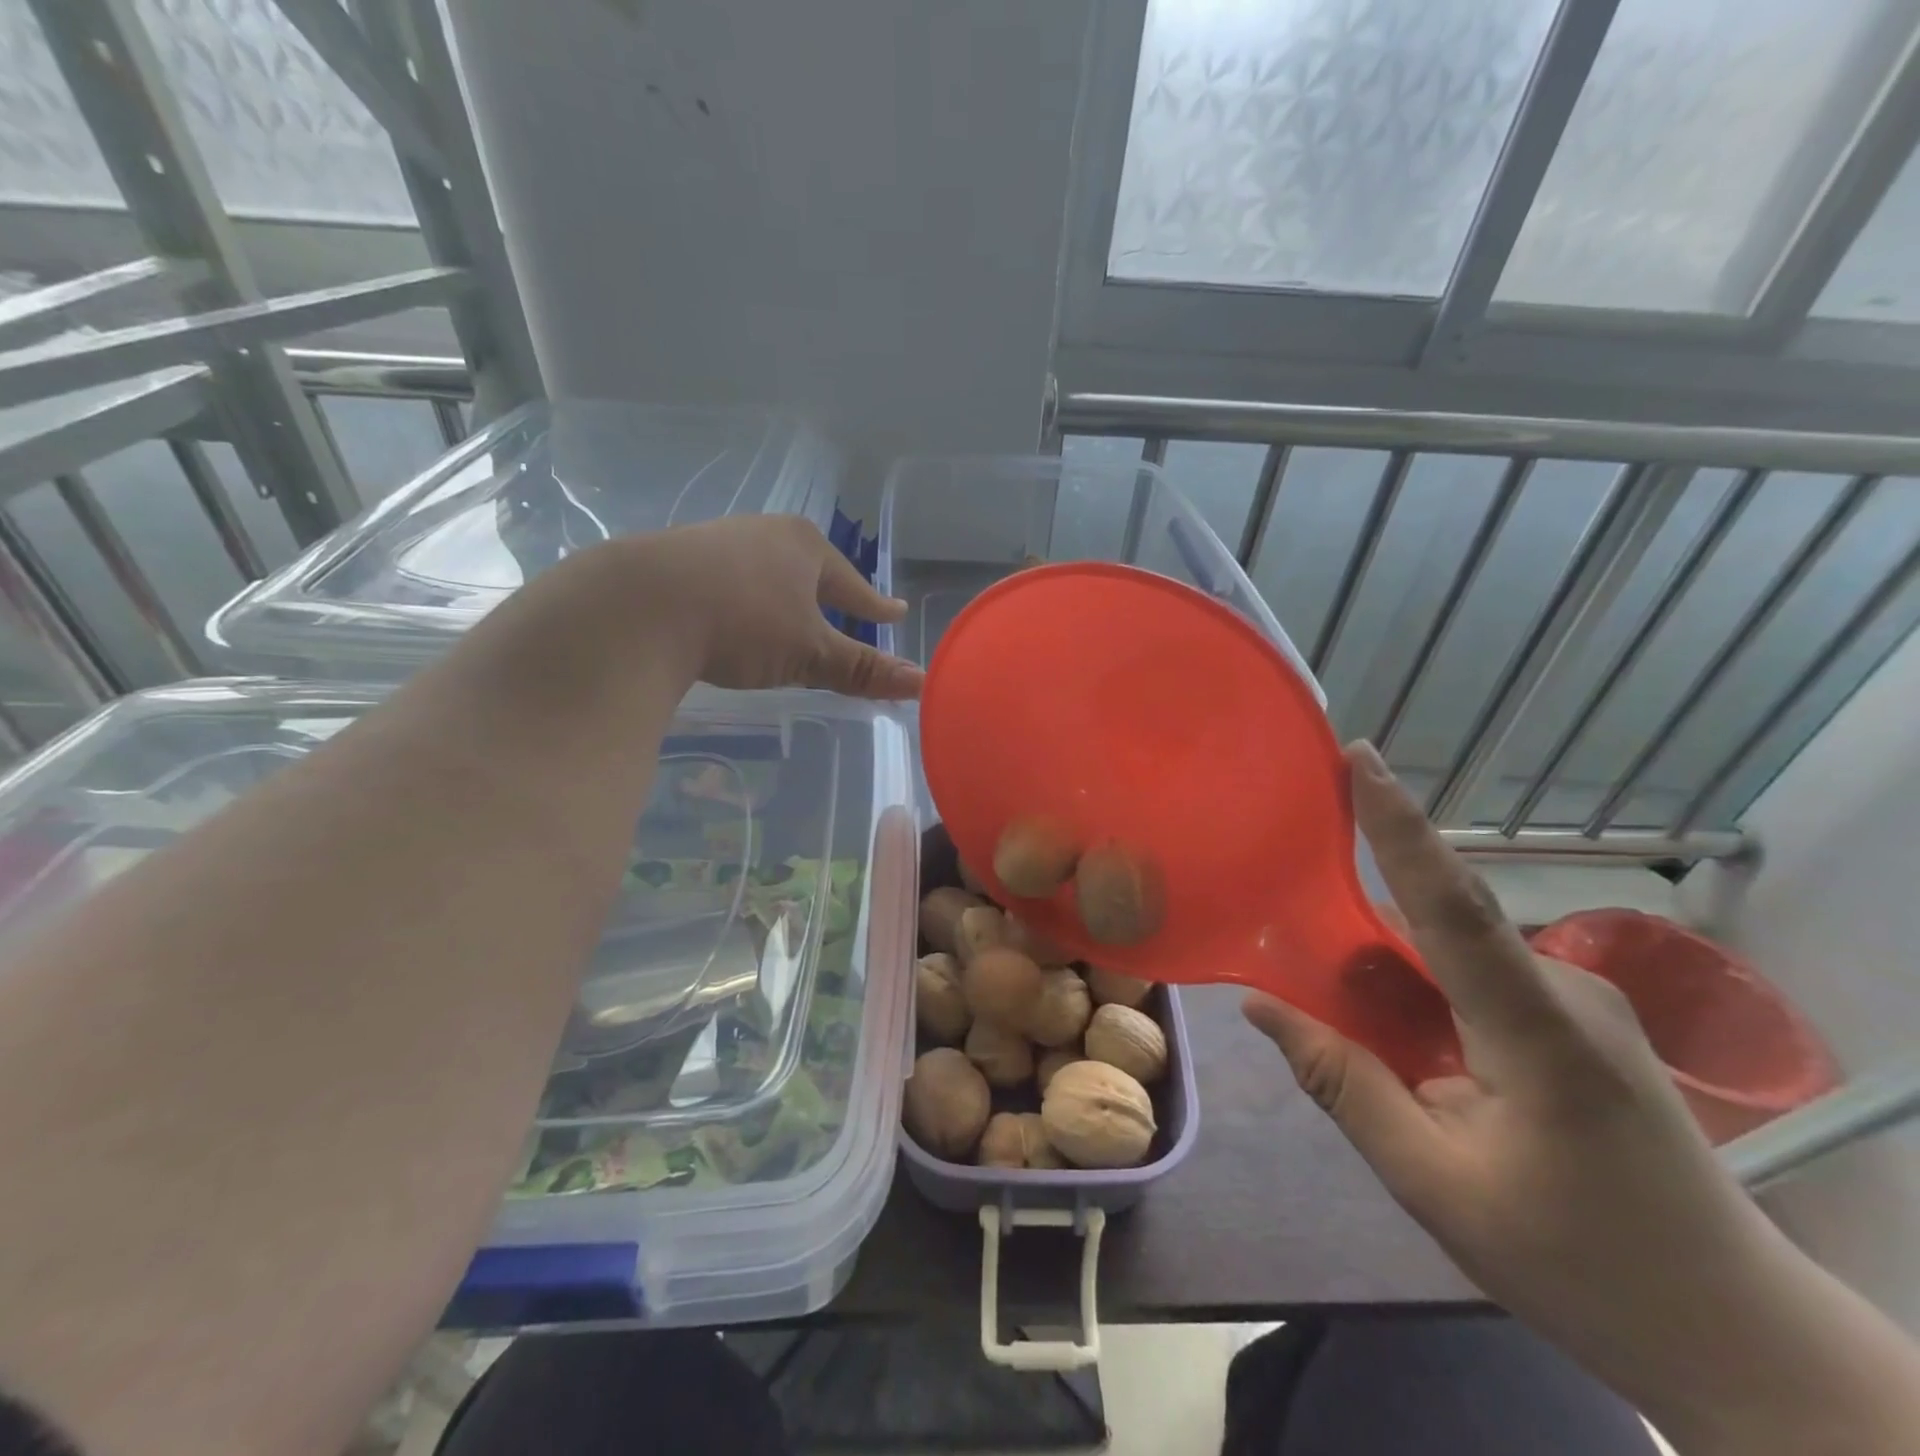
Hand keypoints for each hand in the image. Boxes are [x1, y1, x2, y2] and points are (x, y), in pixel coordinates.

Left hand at [479, 515, 922, 700]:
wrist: (639, 606)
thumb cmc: (743, 622)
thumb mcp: (809, 653)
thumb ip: (862, 669)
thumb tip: (921, 683)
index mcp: (804, 546)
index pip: (852, 584)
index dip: (874, 606)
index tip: (894, 613)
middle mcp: (763, 533)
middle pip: (808, 571)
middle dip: (826, 594)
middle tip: (844, 611)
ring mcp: (716, 542)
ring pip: (764, 573)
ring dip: (780, 595)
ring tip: (788, 614)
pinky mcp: (675, 560)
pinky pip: (726, 581)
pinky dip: (740, 600)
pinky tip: (731, 614)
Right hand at [1245, 742, 1919, 1454]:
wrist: (1742, 1338)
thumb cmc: (1583, 1265)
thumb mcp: (1437, 1185)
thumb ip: (1345, 1085)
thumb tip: (1261, 1007)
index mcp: (1537, 1030)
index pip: (1451, 901)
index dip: (1398, 824)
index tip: (1358, 755)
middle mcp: (1565, 991)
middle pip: (1440, 922)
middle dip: (1364, 909)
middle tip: (1296, 912)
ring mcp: (1580, 1003)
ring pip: (1455, 954)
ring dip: (1390, 967)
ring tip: (1338, 999)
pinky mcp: (1580, 1021)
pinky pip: (1477, 979)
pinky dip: (1422, 989)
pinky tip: (1402, 1039)